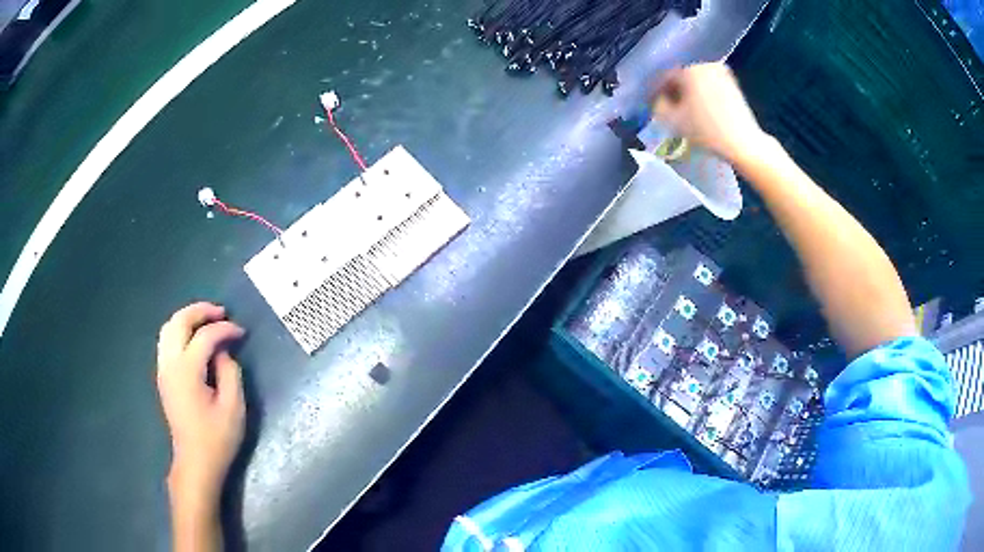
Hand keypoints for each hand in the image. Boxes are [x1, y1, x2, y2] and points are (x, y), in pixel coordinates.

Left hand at [157, 302, 245, 503]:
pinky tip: (195, 338)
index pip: (205, 337)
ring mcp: (163, 369)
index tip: (242, 333)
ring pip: (168, 327)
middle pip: (179, 322)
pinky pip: (167, 340)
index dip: (225, 329)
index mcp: (187, 372)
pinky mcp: (163, 376)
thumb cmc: (217, 438)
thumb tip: (224, 351)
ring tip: (208, 321)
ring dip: (188, 318)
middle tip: (222, 313)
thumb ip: (230, 372)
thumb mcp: (233, 407)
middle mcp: (170, 364)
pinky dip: (180, 330)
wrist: (195, 461)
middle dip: (201, 311)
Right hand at [653, 62, 769, 163]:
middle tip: (667, 109)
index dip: (655, 92)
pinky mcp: (732, 84)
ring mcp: (721, 73)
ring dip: (688, 94)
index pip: (664, 77)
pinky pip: (709, 86)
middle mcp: (704, 65)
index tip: (651, 105)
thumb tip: (657, 100)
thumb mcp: (673, 121)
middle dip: (673, 92)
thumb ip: (658, 106)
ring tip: (684, 112)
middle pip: (681, 77)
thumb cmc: (707, 131)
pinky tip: (700, 111)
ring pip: (696, 81)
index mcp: (688, 69)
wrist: (744, 144)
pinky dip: (702, 95)